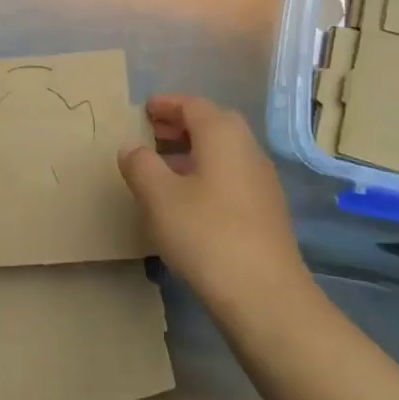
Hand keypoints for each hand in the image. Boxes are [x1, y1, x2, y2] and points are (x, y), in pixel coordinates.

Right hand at [118, 94, 308, 310]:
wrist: (264, 295)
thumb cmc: (206, 233)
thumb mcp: (158, 196)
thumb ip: (140, 164)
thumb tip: (132, 147)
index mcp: (222, 134)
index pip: (192, 105)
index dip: (166, 104)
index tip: (143, 110)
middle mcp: (247, 149)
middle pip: (212, 124)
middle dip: (180, 126)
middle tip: (150, 135)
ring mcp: (261, 181)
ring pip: (223, 152)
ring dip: (192, 152)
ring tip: (162, 169)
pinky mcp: (266, 211)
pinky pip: (230, 176)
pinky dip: (206, 174)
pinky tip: (187, 201)